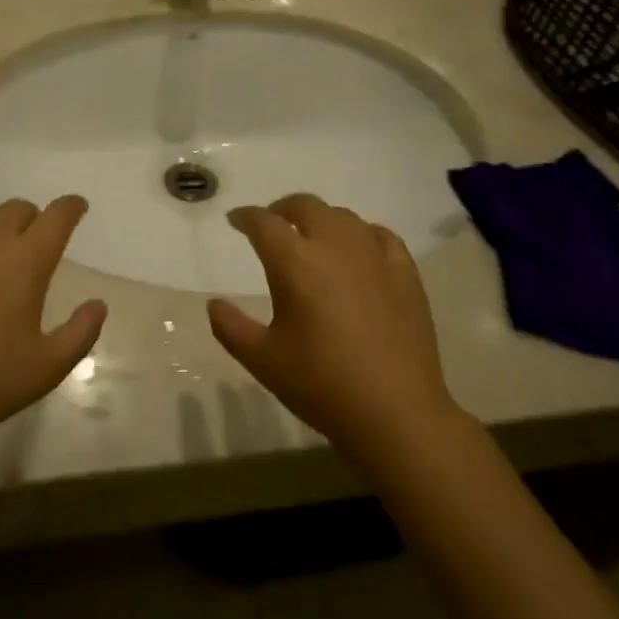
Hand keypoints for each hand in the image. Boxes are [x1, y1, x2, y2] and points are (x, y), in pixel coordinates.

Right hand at [208, 194, 456, 466]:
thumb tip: (214, 304)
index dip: (245, 217)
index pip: (264, 223)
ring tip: (312, 237)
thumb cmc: (322, 385)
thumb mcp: (262, 360)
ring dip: (320, 219)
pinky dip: (361, 234)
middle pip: (305, 206)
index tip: (236, 221)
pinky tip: (358, 250)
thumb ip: (230, 327)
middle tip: (271, 224)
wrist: (396, 412)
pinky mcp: (404, 272)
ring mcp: (374, 255)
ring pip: (342, 216)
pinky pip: (379, 235)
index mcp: (295, 262)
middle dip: (282, 209)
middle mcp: (334, 245)